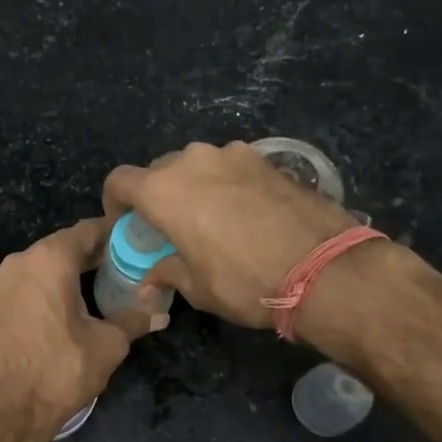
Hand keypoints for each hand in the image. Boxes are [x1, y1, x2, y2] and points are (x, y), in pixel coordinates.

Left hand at [0, 217, 149, 441]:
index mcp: (50, 260)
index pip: (88, 230)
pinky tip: (62, 311)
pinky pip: (24, 287)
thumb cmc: (60, 372)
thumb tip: (160, 313)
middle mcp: (20, 262)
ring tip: (96, 290)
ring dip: (67, 274)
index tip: (136, 243)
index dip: (114, 234)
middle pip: (63, 246)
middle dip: (92, 256)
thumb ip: (134, 320)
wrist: (4, 412)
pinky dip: (45, 291)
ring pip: (41, 267)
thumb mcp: (108, 345)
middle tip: (123, 268)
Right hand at [103, 141, 356, 330]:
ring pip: (198, 166)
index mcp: (165, 190)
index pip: (120, 181)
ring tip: (211, 220)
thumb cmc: (246, 281)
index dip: (115, 203)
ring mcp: (233, 154)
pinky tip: (245, 214)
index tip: (126, 226)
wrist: (326, 269)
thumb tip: (148, 283)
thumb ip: (167, 275)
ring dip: (194, 188)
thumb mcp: (198, 288)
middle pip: (159, 171)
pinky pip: (231, 167)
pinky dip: (226, 185)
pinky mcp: (267, 158)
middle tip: (170, 228)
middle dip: (157, 197)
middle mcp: (193, 161)